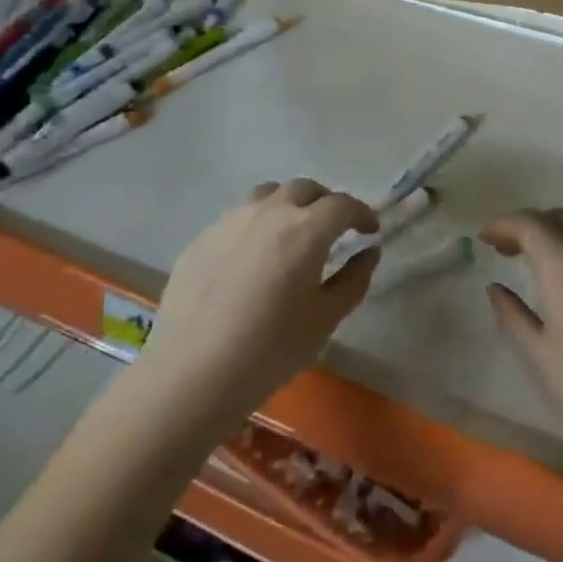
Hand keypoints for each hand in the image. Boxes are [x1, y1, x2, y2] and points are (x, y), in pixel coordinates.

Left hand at [141, 179, 379, 423]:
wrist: (193, 372)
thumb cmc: (271, 349)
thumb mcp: (326, 319)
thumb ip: (354, 279)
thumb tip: (367, 252)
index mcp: (306, 228)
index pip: (343, 204)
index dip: (361, 214)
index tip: (369, 231)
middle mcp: (269, 211)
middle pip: (305, 189)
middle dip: (325, 203)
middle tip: (333, 229)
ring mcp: (230, 221)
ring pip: (268, 195)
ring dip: (288, 205)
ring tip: (291, 235)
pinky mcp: (201, 238)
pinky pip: (238, 218)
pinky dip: (256, 226)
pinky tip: (252, 260)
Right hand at [484, 208, 562, 484]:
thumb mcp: (541, 357)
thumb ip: (513, 315)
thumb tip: (496, 288)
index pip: (530, 225)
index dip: (504, 224)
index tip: (485, 237)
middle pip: (562, 218)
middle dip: (532, 224)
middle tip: (510, 249)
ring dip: (562, 231)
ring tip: (545, 258)